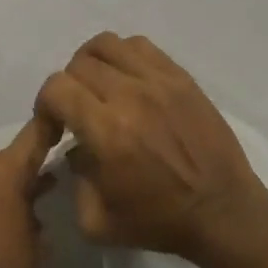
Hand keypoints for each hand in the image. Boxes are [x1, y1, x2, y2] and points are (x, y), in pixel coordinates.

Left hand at [0, 115, 56, 267]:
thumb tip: (37, 187)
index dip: (49, 128)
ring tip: (14, 211)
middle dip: (21, 172)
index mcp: (2, 168)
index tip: (61, 123)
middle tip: (40, 190)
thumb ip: (36, 201)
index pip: (32, 135)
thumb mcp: (37, 237)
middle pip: (5, 159)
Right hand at [36, 33, 267, 262]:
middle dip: (68, 87)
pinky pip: (139, 46)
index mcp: (107, 132)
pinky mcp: (180, 77)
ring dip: (92, 64)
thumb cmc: (159, 221)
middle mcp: (130, 96)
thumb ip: (73, 180)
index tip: (55, 126)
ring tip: (99, 87)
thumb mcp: (97, 222)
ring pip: (107, 45)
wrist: (222, 211)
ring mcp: (158, 81)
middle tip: (78, 110)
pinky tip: (128, 80)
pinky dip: (123, 56)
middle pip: (79, 65)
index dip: (45, 105)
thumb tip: (73, 148)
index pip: (56, 88)